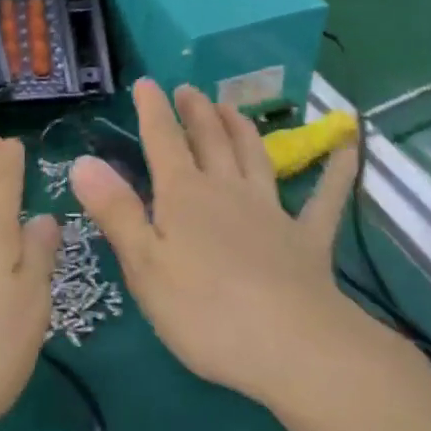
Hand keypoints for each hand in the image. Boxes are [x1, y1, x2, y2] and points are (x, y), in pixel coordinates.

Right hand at [71, 80, 363, 407]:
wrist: (293, 347)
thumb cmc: (205, 312)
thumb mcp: (145, 266)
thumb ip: (116, 211)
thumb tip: (83, 162)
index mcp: (184, 195)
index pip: (163, 141)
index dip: (152, 110)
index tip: (146, 83)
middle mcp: (227, 190)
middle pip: (210, 140)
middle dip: (196, 111)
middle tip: (188, 89)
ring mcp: (272, 211)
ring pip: (255, 156)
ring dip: (242, 128)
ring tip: (231, 107)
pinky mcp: (308, 239)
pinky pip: (325, 199)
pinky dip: (336, 171)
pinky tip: (348, 146)